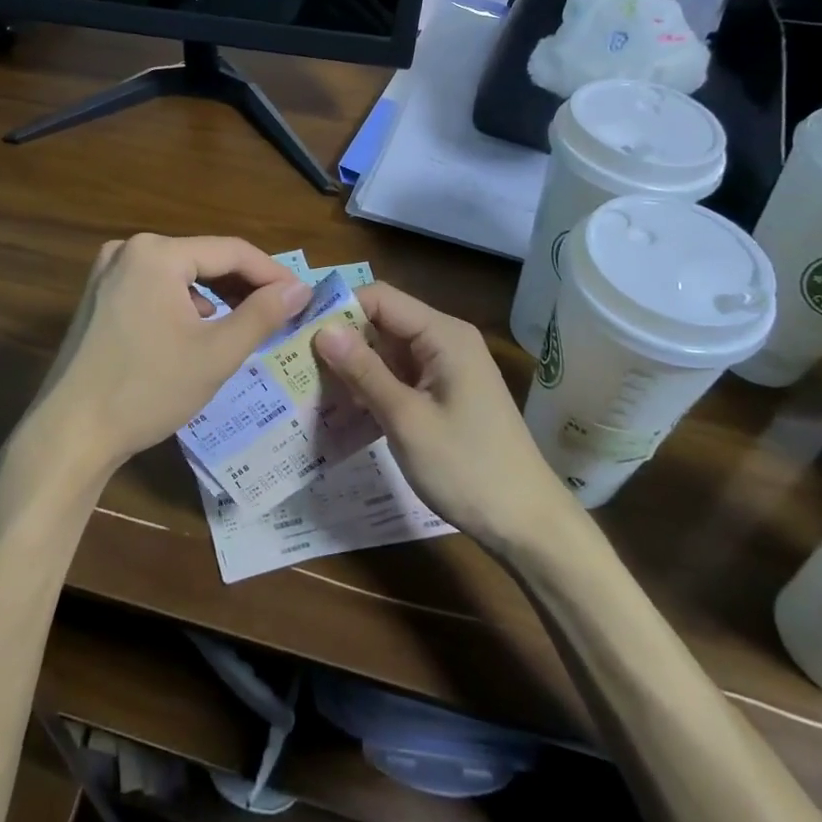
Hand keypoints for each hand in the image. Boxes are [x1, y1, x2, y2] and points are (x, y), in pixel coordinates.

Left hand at [15, 235, 312, 479]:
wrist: (70, 434)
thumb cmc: (148, 390)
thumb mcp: (216, 354)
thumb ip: (263, 314)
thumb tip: (300, 289)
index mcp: (157, 253)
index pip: (231, 251)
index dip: (273, 273)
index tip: (303, 297)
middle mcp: (129, 249)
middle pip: (204, 258)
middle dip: (244, 285)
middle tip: (281, 312)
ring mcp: (108, 272)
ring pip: (180, 274)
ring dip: (216, 294)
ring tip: (246, 322)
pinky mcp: (98, 296)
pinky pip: (155, 287)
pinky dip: (184, 304)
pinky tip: (198, 330)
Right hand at [313, 283, 568, 553]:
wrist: (526, 523)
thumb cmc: (467, 468)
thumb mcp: (406, 419)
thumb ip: (364, 371)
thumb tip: (322, 329)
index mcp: (443, 334)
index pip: (380, 298)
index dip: (339, 308)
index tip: (298, 332)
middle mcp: (445, 340)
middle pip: (383, 321)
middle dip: (342, 338)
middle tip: (295, 361)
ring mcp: (446, 368)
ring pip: (387, 350)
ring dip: (354, 365)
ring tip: (309, 383)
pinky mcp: (443, 393)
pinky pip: (399, 375)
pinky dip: (372, 385)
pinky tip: (343, 405)